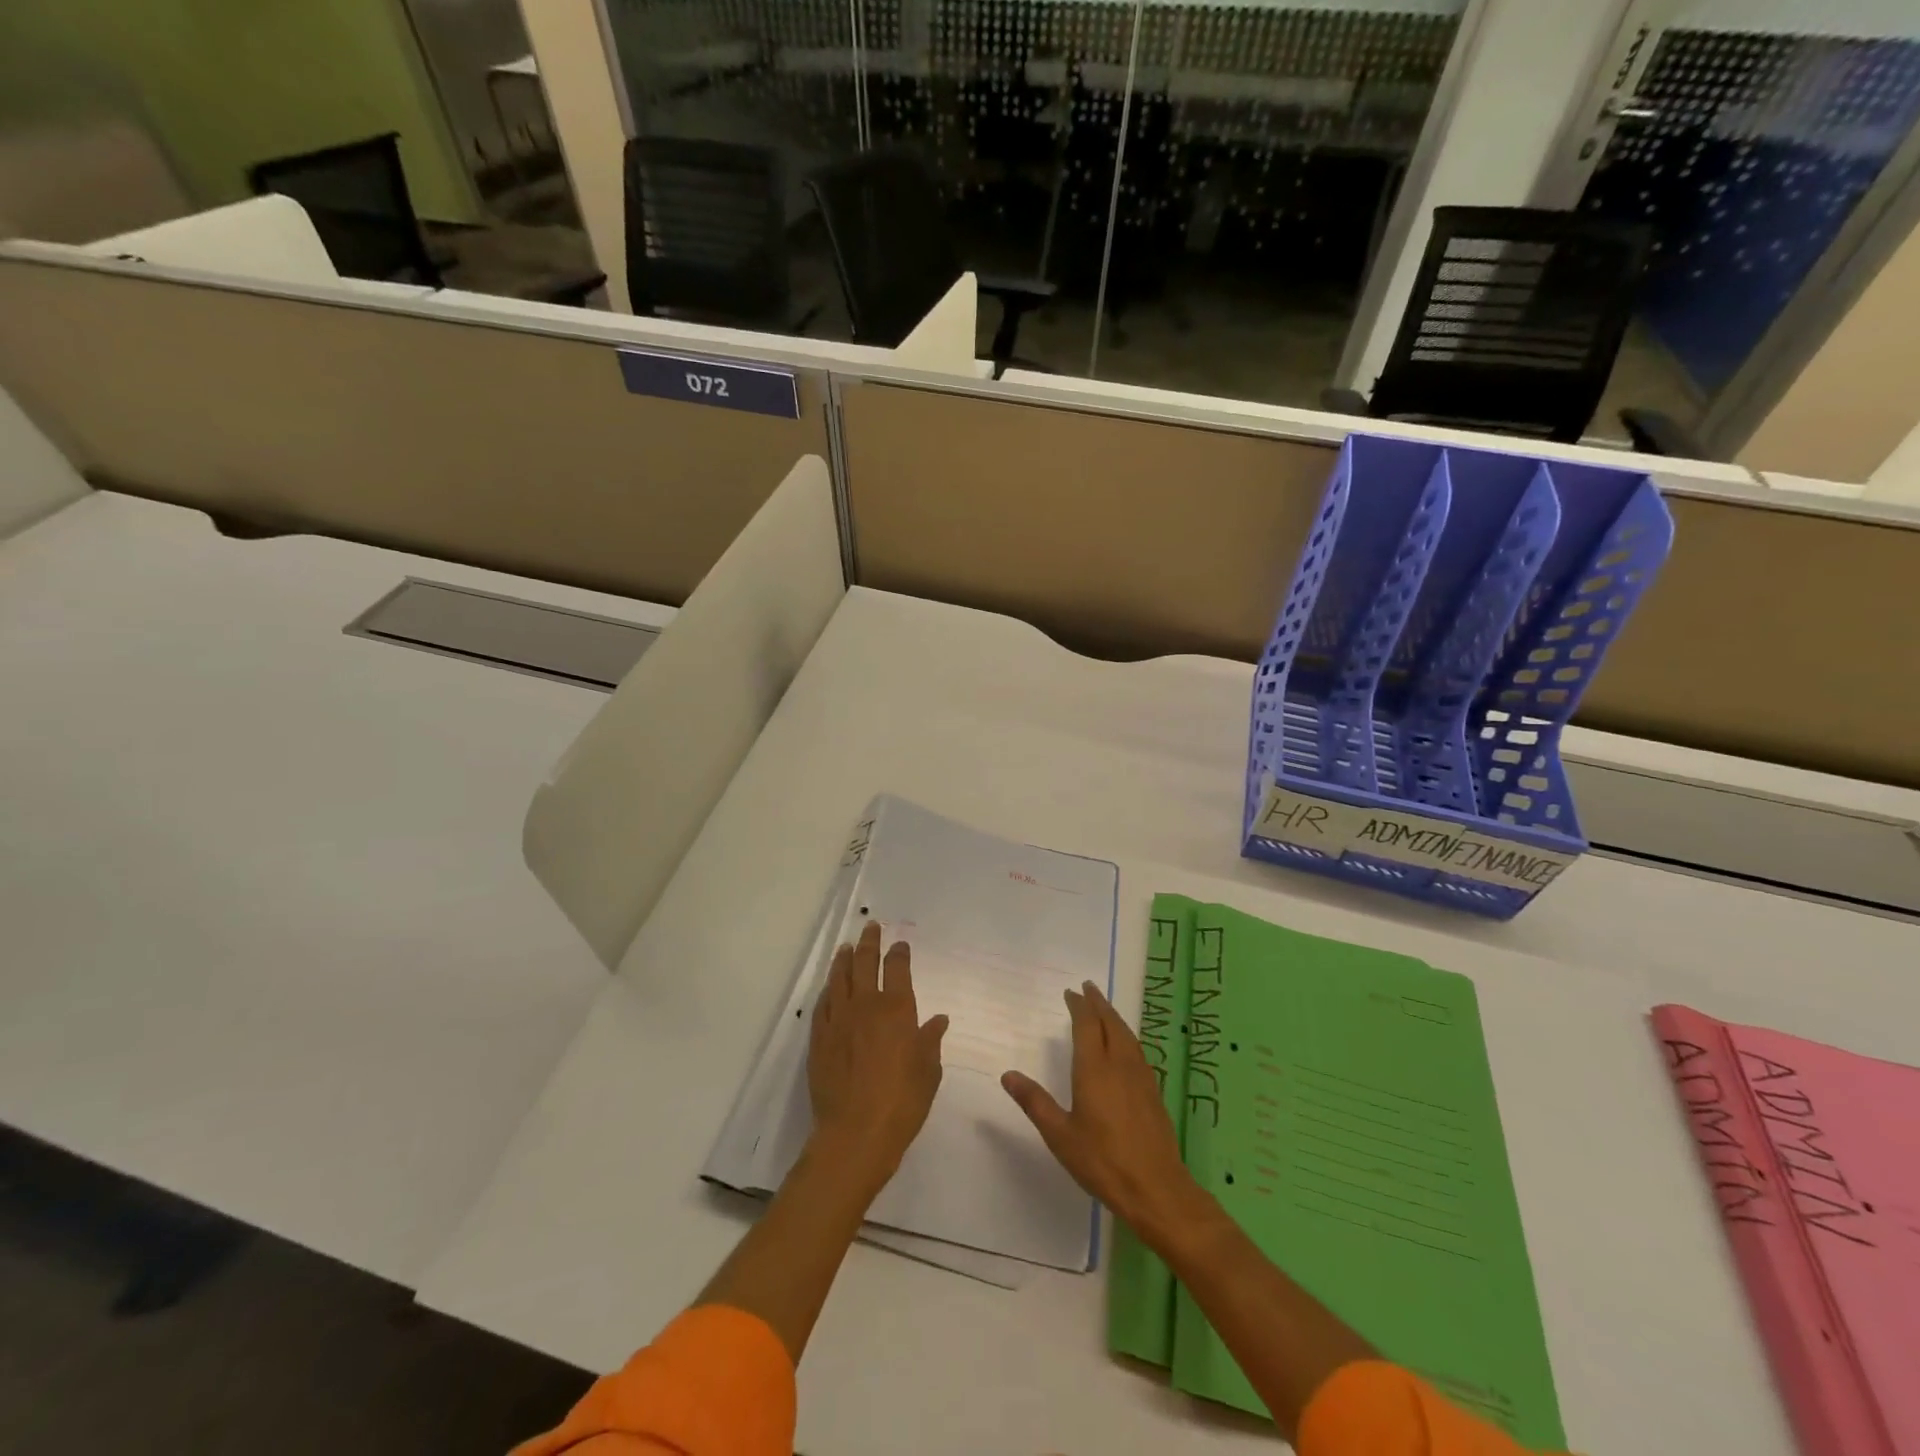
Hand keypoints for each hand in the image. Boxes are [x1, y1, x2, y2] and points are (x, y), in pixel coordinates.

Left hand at [807, 920, 948, 1195]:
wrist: (855, 1133)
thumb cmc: (902, 1102)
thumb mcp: (929, 1072)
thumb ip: (930, 1041)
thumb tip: (938, 1020)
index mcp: (897, 1009)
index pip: (897, 968)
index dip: (899, 952)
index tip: (899, 944)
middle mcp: (866, 1005)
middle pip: (865, 963)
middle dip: (870, 942)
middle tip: (870, 927)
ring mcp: (838, 1020)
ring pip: (840, 978)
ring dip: (844, 960)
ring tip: (846, 947)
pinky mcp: (819, 1038)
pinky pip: (823, 1004)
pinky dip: (828, 990)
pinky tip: (829, 986)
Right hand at [1002, 981, 1205, 1244]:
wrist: (1156, 1189)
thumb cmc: (1102, 1161)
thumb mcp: (1059, 1134)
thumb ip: (1034, 1102)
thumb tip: (1007, 1074)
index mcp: (1095, 1069)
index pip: (1087, 1025)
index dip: (1079, 1006)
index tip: (1071, 993)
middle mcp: (1120, 1064)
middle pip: (1110, 1023)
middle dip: (1098, 1003)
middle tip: (1088, 988)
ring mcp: (1141, 1077)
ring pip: (1127, 1035)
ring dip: (1113, 1017)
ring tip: (1104, 1009)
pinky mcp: (1153, 1092)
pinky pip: (1137, 1050)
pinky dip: (1126, 1035)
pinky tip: (1125, 1046)